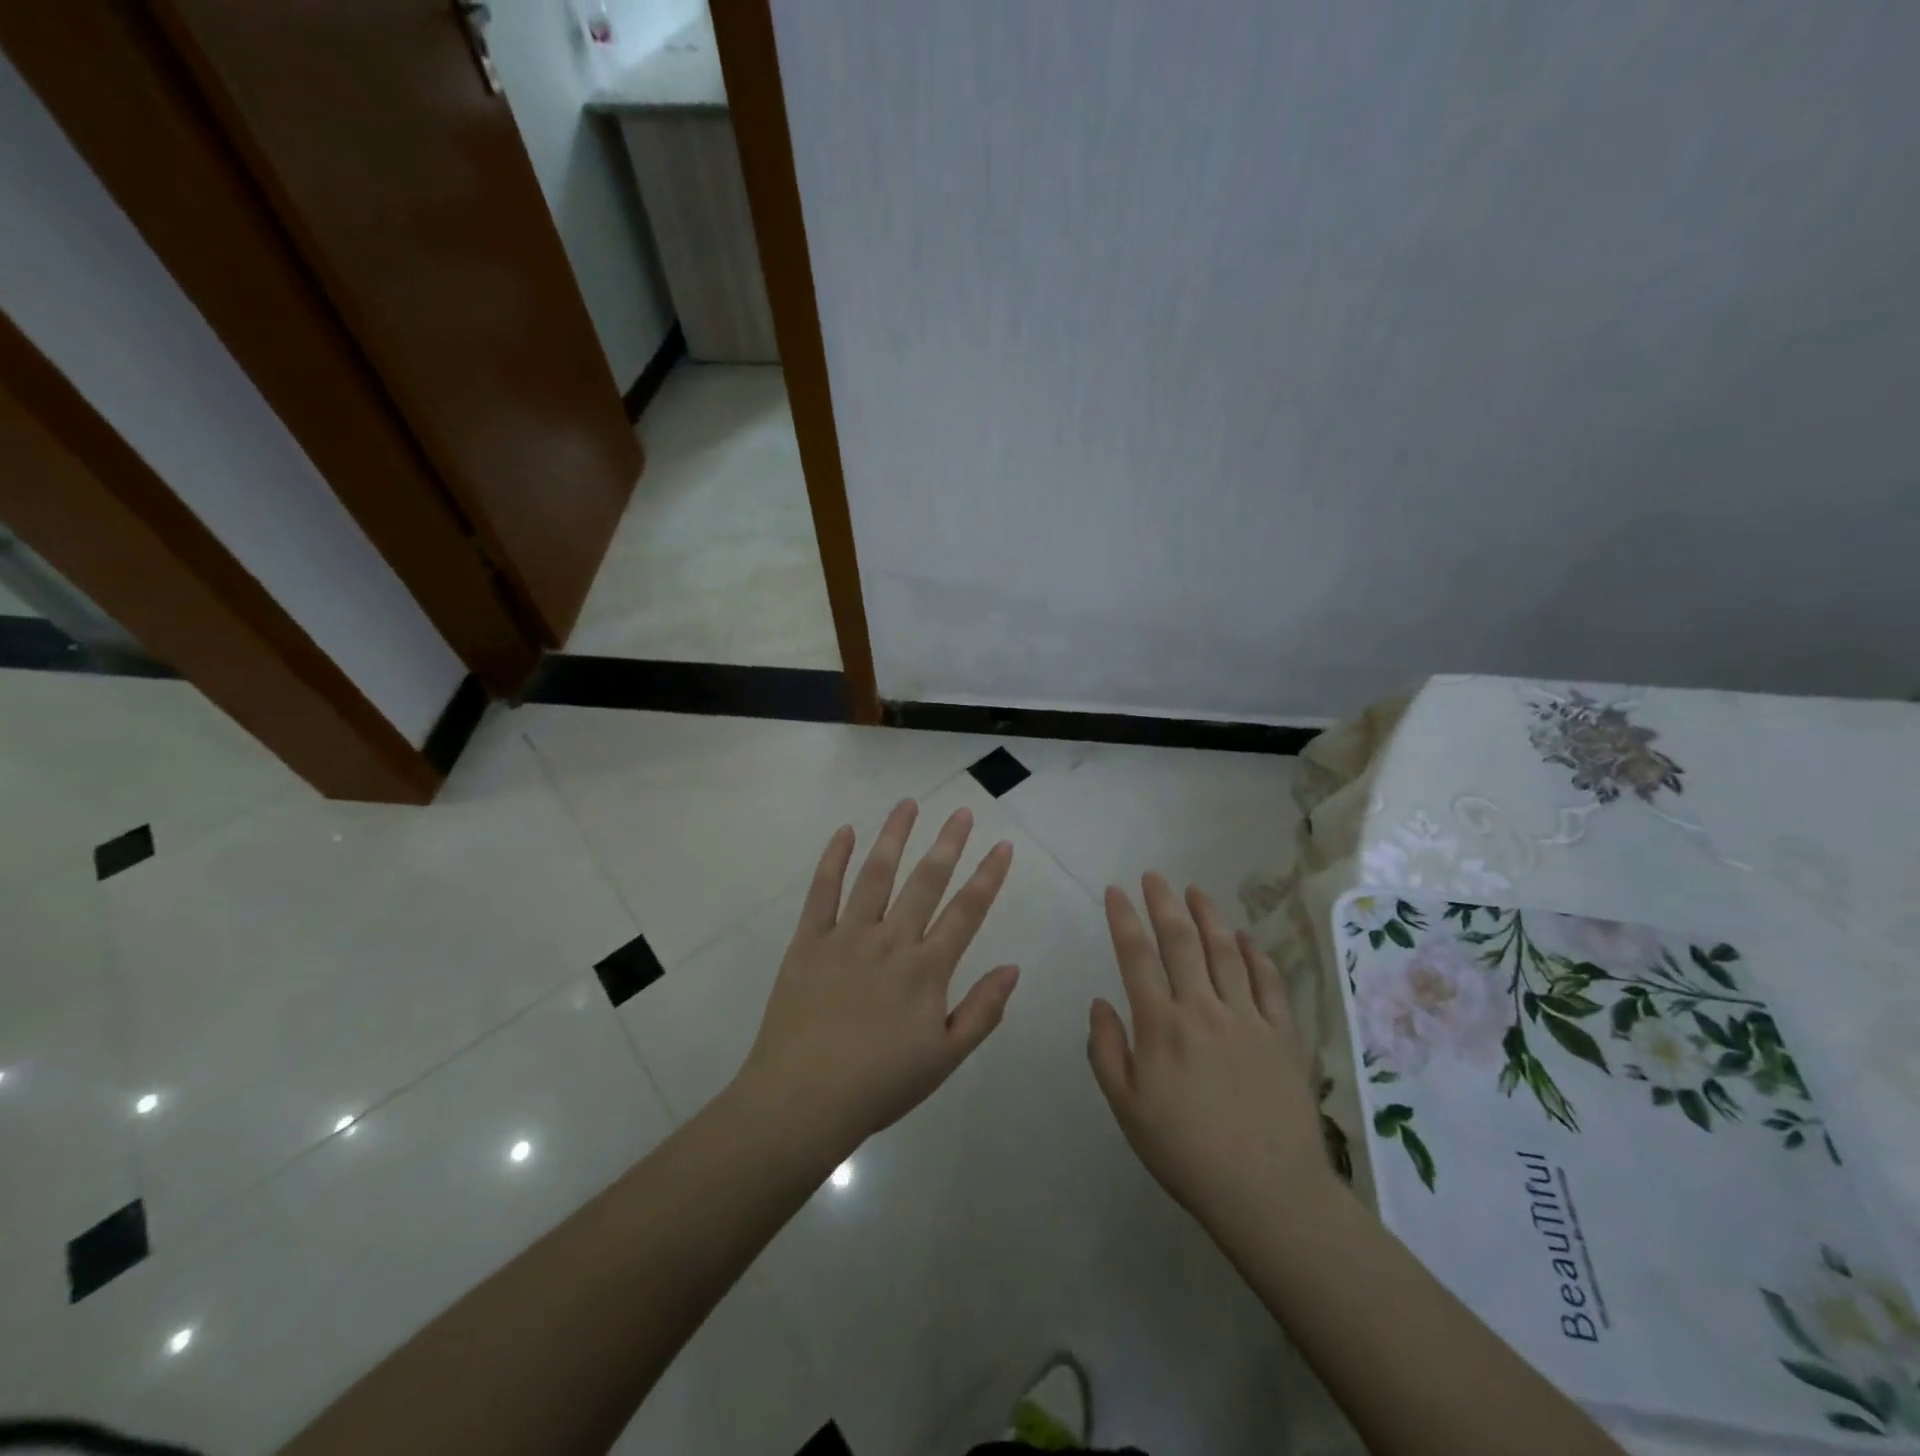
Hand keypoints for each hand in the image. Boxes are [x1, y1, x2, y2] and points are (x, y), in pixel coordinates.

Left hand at [737, 799, 1019, 1151]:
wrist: (802, 1101)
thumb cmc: (879, 1085)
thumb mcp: (945, 1058)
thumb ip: (982, 1011)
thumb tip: (1013, 967)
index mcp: (926, 969)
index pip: (966, 911)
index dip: (988, 876)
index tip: (1002, 845)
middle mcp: (891, 940)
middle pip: (926, 881)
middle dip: (948, 843)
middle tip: (962, 811)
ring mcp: (847, 936)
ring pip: (876, 874)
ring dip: (894, 836)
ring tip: (908, 804)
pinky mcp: (809, 940)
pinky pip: (822, 891)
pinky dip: (833, 859)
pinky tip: (845, 832)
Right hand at [1088, 873, 1333, 1238]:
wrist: (1268, 1193)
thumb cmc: (1186, 1153)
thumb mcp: (1127, 1109)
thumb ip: (1107, 1051)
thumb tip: (1100, 1002)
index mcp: (1161, 1025)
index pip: (1136, 957)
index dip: (1124, 919)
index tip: (1115, 891)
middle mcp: (1202, 1008)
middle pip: (1180, 941)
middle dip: (1163, 903)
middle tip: (1154, 876)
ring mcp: (1247, 1018)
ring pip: (1224, 952)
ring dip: (1208, 916)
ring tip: (1195, 891)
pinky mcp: (1282, 1034)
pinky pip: (1268, 983)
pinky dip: (1256, 955)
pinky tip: (1246, 938)